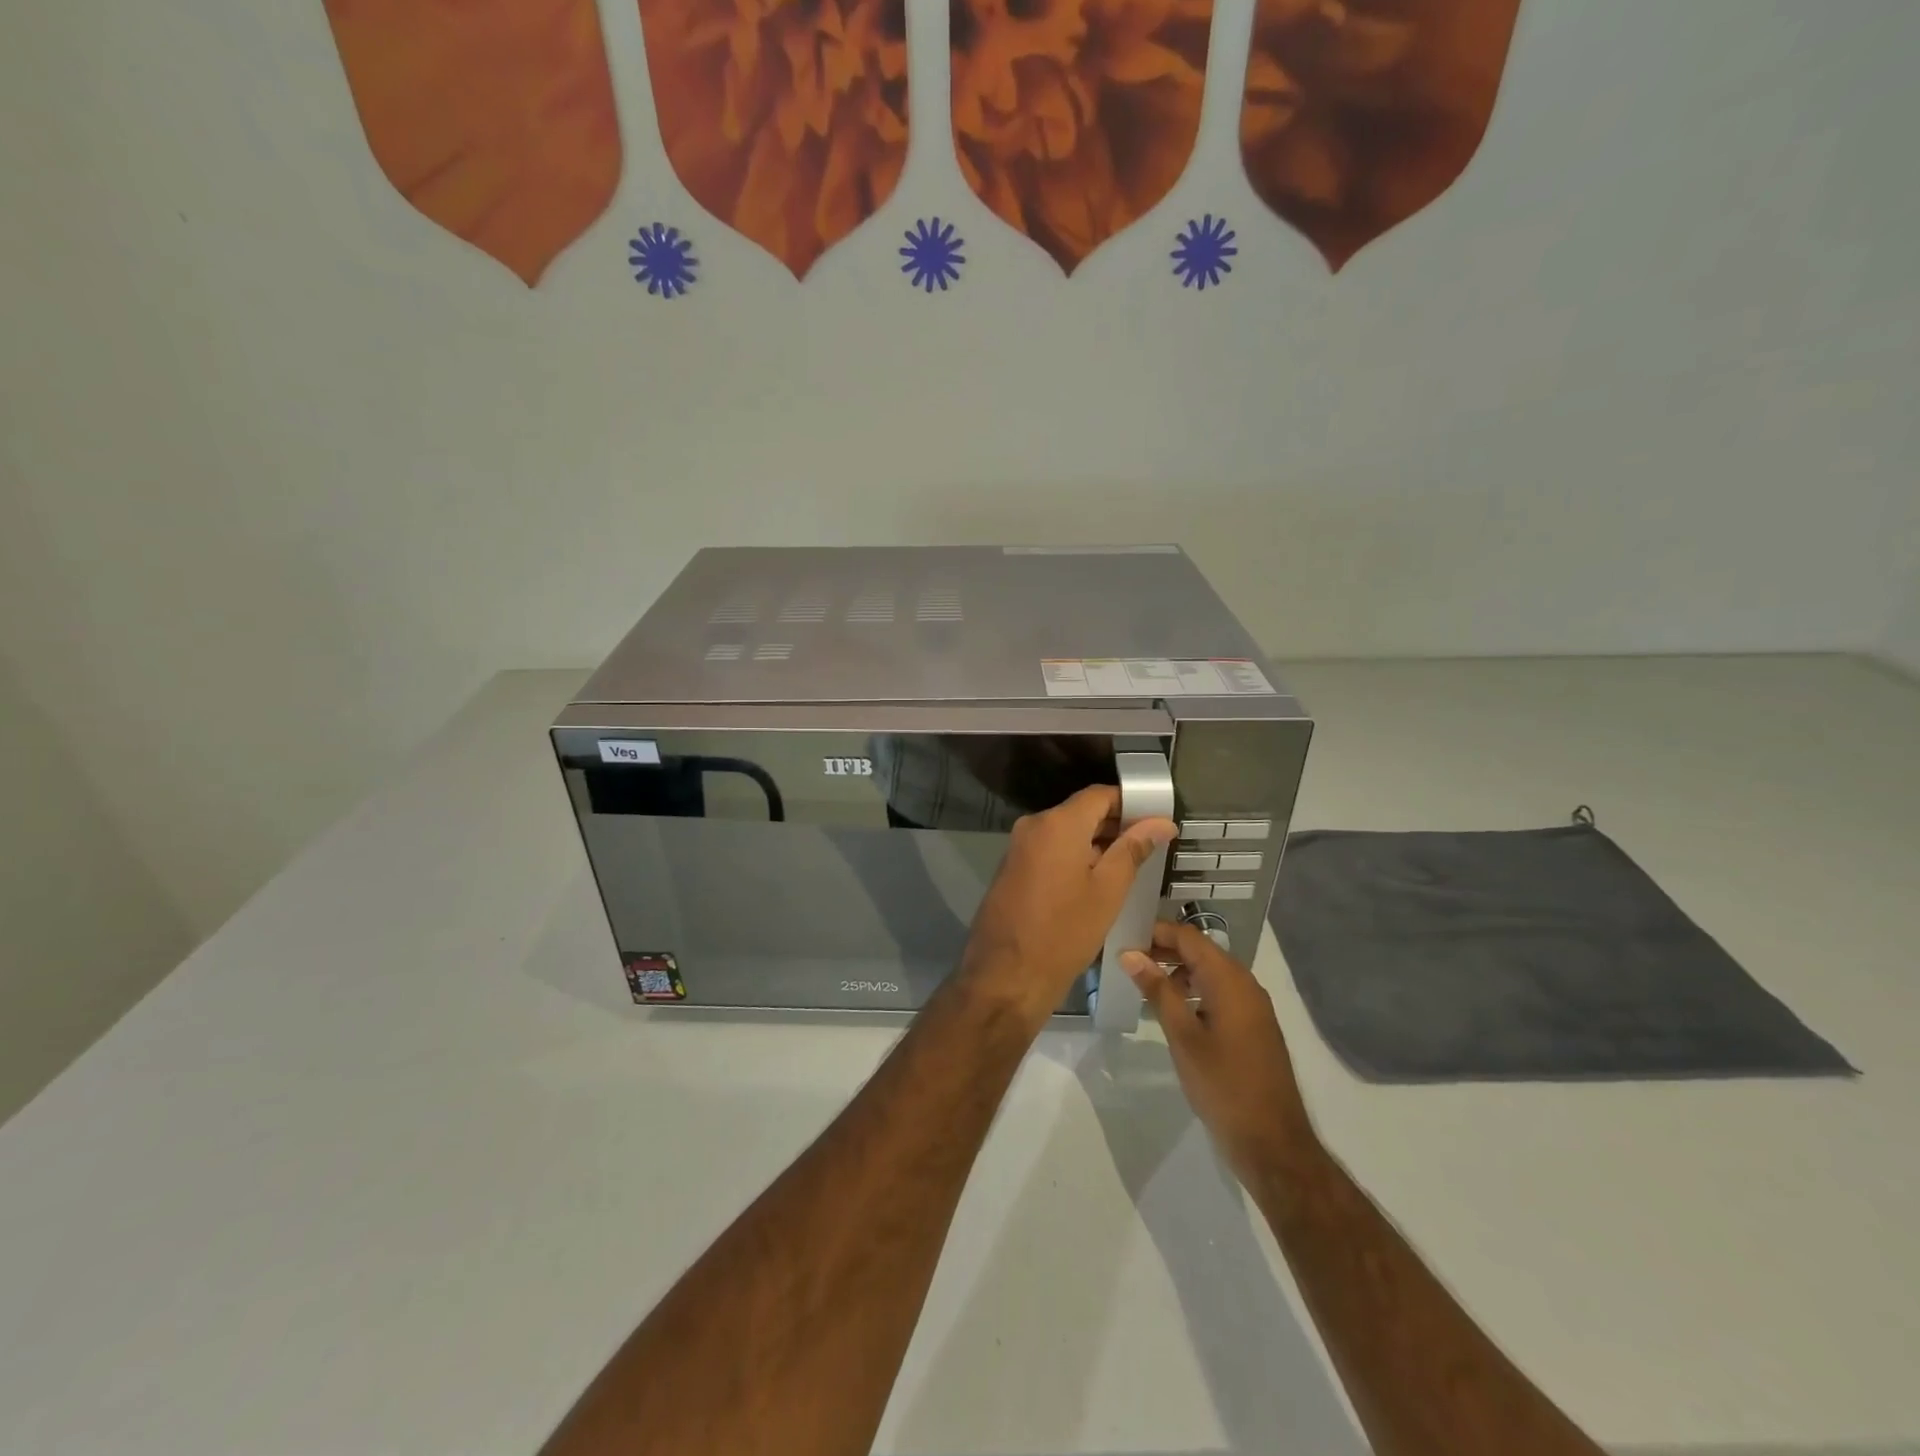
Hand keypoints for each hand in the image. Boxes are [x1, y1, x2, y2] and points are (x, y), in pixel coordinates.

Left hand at [960, 785, 1176, 1029]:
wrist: (1006, 976)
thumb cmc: (1064, 932)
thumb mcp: (1108, 891)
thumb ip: (1133, 849)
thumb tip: (1161, 822)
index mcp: (1057, 823)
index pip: (1100, 795)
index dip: (1131, 803)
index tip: (1157, 821)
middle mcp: (1033, 825)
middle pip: (1081, 811)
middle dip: (1115, 825)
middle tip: (1150, 847)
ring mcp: (1019, 847)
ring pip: (1065, 832)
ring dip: (1095, 843)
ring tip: (1130, 866)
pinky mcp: (1012, 868)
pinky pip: (1049, 850)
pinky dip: (1073, 857)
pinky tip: (1096, 881)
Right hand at [1123, 922, 1315, 1184]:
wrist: (1272, 1142)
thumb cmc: (1222, 1085)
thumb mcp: (1183, 1036)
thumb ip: (1157, 990)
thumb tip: (1130, 954)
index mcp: (1229, 980)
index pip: (1188, 936)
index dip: (1156, 932)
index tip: (1124, 937)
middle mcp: (1245, 984)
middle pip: (1201, 950)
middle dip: (1165, 949)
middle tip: (1129, 959)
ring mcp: (1253, 1006)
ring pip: (1211, 972)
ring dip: (1179, 970)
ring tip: (1146, 984)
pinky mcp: (1254, 1026)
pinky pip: (1221, 992)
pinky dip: (1196, 990)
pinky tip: (1175, 1010)